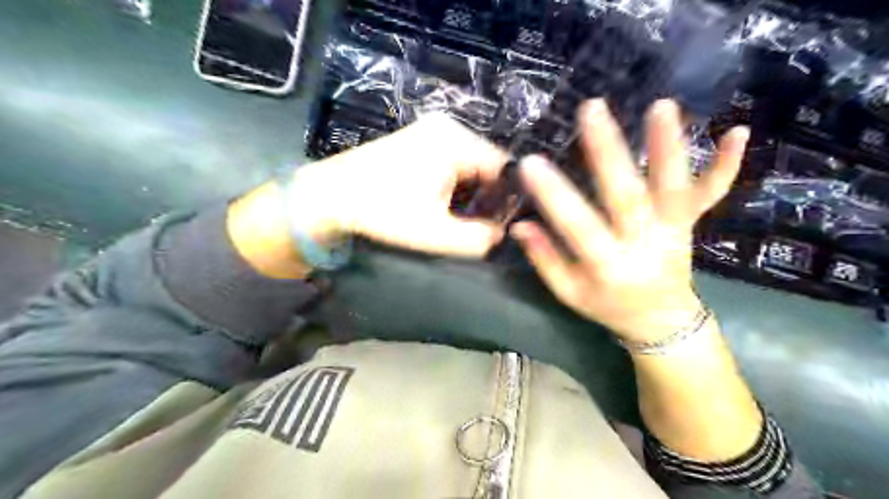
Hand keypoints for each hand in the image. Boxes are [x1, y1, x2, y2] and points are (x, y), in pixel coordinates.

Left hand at [285, 113, 506, 255]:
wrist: (328, 197)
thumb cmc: (381, 212)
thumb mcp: (435, 233)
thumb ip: (479, 239)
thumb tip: (504, 235)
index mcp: (456, 141)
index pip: (505, 167)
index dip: (511, 199)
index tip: (508, 227)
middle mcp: (448, 128)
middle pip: (489, 164)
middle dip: (491, 198)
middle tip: (487, 228)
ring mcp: (431, 132)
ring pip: (472, 165)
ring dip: (474, 194)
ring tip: (468, 221)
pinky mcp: (419, 141)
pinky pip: (454, 163)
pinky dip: (458, 186)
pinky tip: (449, 207)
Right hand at [514, 100, 748, 343]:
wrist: (662, 322)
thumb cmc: (607, 307)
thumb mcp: (568, 293)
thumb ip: (544, 259)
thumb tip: (519, 225)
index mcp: (608, 267)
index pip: (578, 228)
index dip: (554, 196)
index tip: (530, 162)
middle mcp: (643, 245)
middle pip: (627, 196)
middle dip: (608, 152)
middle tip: (591, 110)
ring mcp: (672, 232)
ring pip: (673, 189)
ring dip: (668, 147)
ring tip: (660, 106)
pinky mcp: (690, 224)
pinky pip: (710, 195)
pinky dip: (726, 166)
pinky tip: (738, 131)